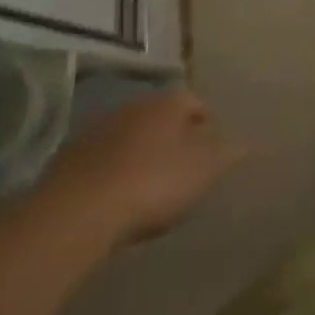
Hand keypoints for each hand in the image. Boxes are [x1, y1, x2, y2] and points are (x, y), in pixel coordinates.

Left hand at [39, 89, 242, 242]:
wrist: (78, 212)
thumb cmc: (154, 182)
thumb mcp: (204, 170)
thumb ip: (227, 154)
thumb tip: (246, 143)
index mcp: (168, 103)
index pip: (196, 103)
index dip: (208, 126)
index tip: (213, 151)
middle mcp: (132, 106)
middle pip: (161, 118)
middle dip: (173, 137)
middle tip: (183, 167)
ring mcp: (97, 130)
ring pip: (129, 136)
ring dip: (140, 154)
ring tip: (149, 186)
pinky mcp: (68, 158)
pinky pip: (102, 160)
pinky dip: (113, 172)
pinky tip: (117, 198)